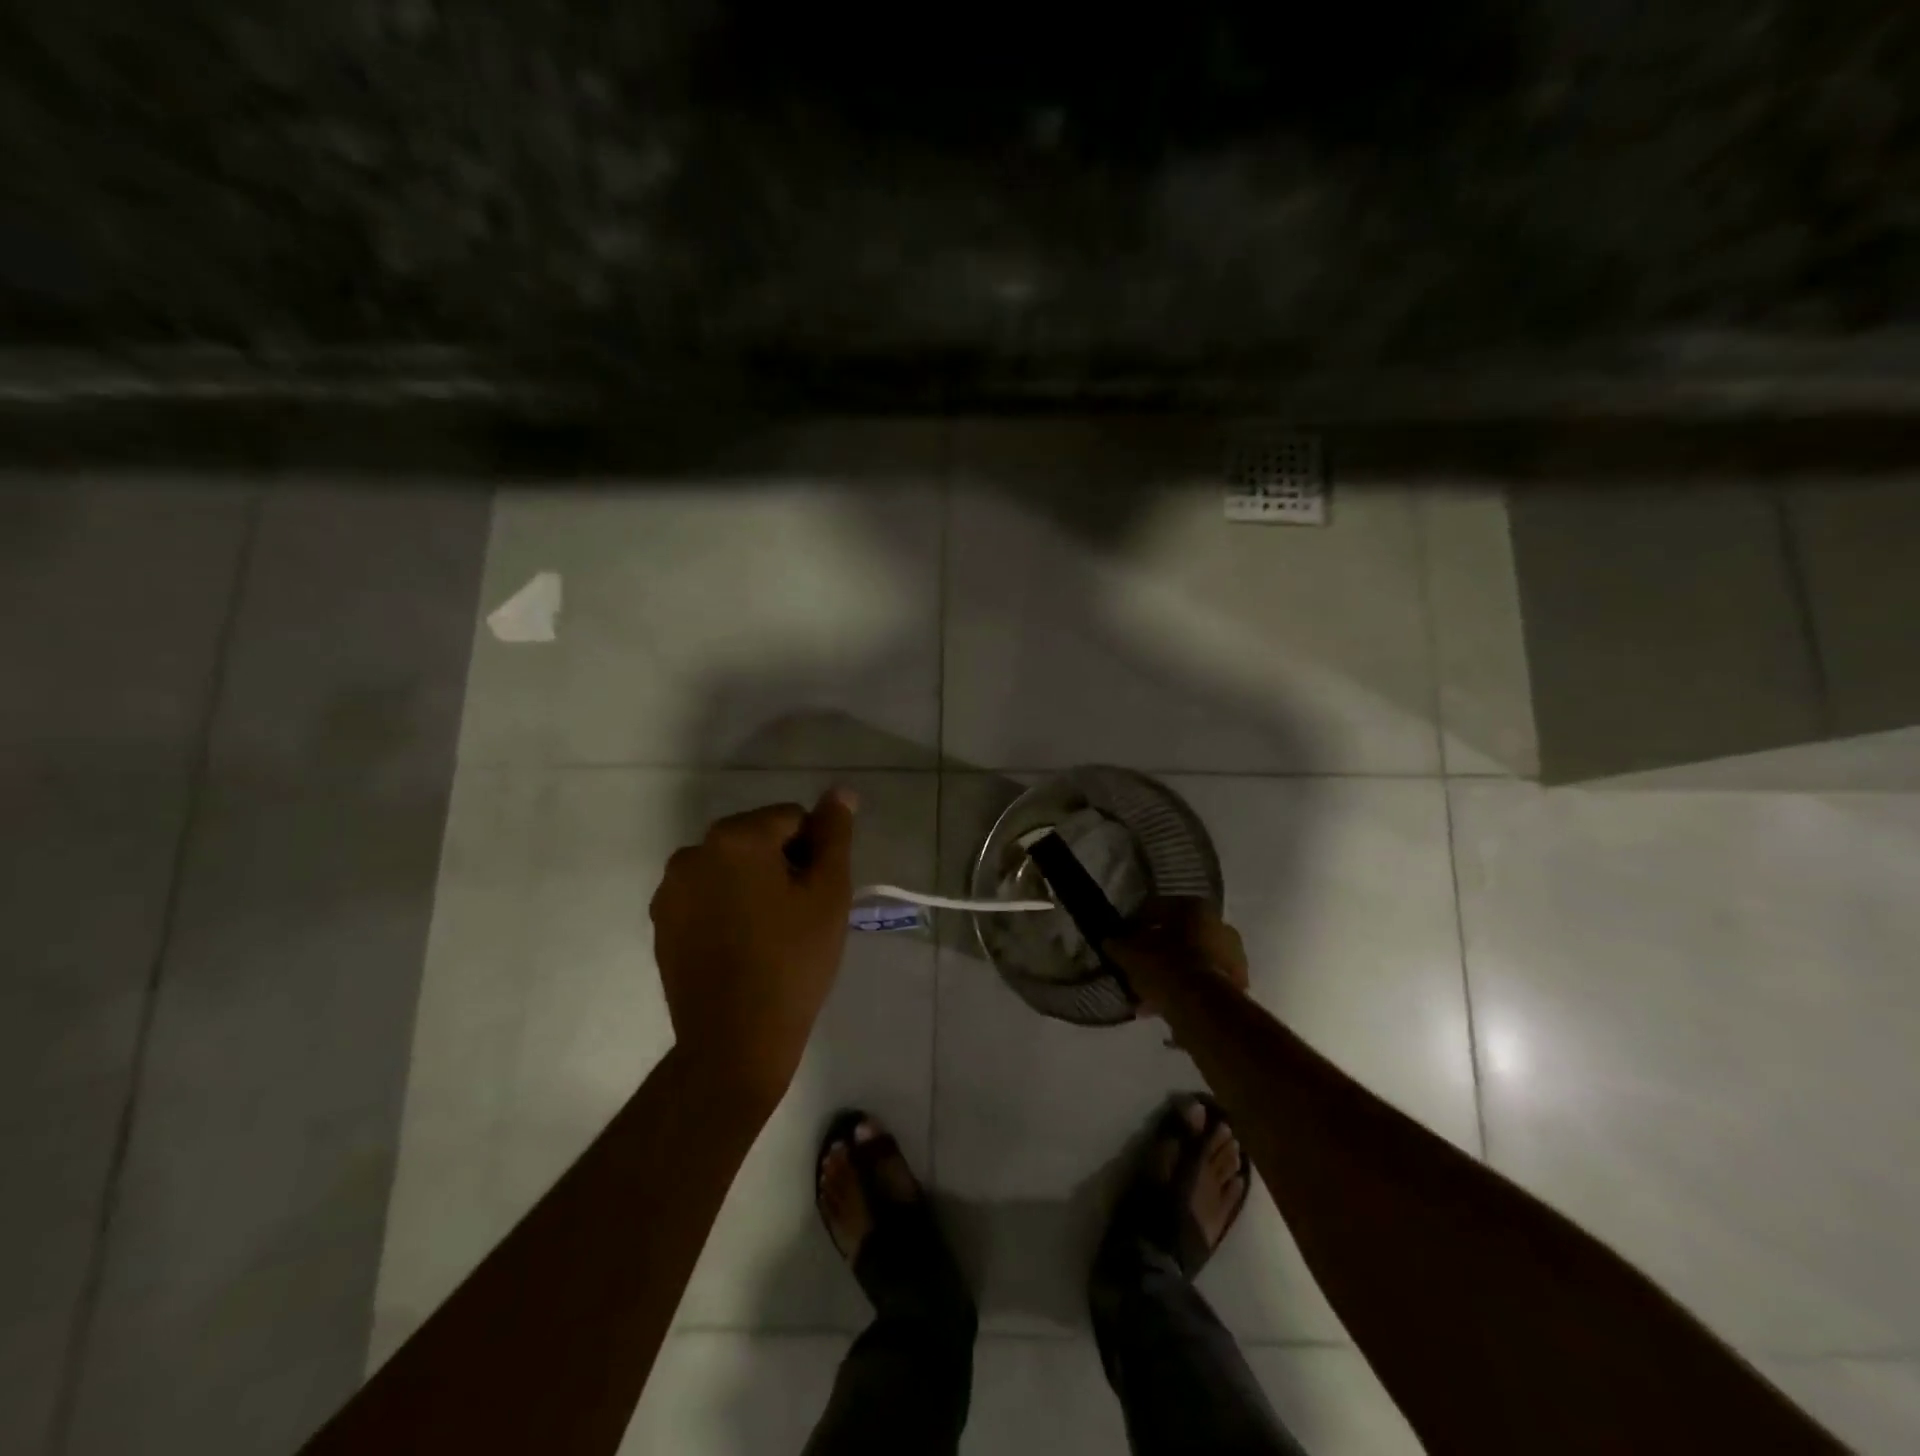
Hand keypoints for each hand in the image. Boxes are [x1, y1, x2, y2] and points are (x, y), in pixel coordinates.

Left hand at [648, 788, 857, 1107]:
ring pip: (730, 866)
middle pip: (756, 838)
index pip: (792, 818)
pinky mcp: (661, 922)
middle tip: (800, 915)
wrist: (735, 1041)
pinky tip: (741, 945)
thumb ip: (834, 835)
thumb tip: (841, 792)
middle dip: (782, 864)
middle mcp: (693, 851)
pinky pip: (705, 894)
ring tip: (771, 932)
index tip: (818, 895)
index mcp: (735, 837)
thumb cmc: (793, 962)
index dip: (814, 852)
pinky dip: (726, 906)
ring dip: (753, 883)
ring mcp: (670, 889)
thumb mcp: (828, 894)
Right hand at [1105, 897, 1248, 1019]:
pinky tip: (1165, 1006)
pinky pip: (1202, 983)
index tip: (1123, 939)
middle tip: (1138, 966)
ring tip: (1148, 994)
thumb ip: (1118, 945)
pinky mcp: (1237, 985)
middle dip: (1157, 951)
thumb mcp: (1130, 954)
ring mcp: (1233, 956)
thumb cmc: (1165, 967)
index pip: (1157, 907)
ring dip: (1171, 974)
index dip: (1136, 923)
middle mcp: (1219, 925)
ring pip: (1191, 961)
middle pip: (1179, 936)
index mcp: (1194, 907)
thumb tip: (1110, 941)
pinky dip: (1185, 991)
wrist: (1203, 1009)